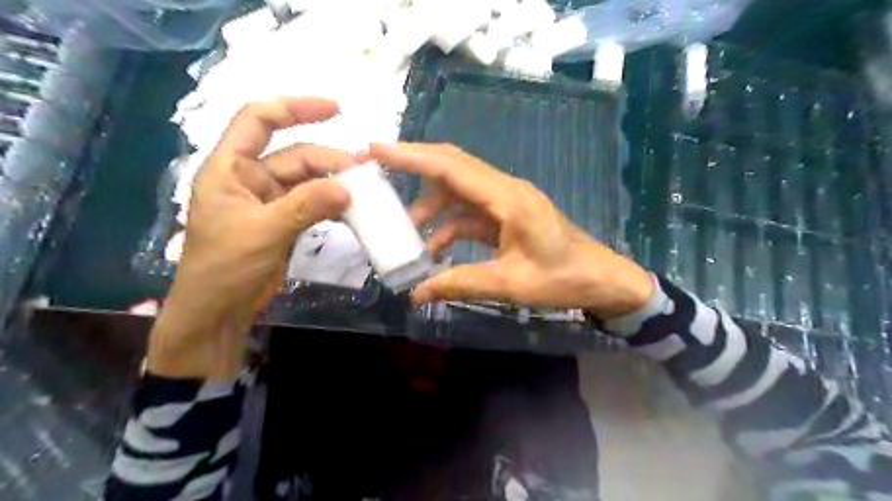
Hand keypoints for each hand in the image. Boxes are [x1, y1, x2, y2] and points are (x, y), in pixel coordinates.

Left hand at [147, 97, 353, 379]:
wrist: (219, 312)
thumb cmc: (225, 267)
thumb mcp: (264, 231)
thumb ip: (305, 205)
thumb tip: (348, 188)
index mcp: (230, 168)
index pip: (259, 120)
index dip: (295, 108)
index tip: (336, 110)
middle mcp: (251, 178)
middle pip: (296, 156)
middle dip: (331, 162)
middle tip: (365, 177)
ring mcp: (270, 201)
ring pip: (309, 181)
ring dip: (336, 185)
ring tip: (365, 193)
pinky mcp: (285, 222)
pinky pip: (314, 204)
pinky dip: (333, 206)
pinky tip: (353, 212)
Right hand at [369, 143, 651, 318]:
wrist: (601, 279)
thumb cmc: (562, 279)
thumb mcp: (509, 284)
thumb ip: (460, 284)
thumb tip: (416, 294)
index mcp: (507, 198)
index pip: (451, 167)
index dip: (412, 156)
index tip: (376, 149)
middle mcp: (505, 190)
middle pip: (452, 167)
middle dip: (414, 168)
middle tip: (377, 174)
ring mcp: (506, 201)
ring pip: (458, 191)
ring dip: (430, 207)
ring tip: (405, 231)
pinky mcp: (507, 216)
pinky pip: (470, 212)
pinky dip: (448, 225)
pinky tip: (435, 249)